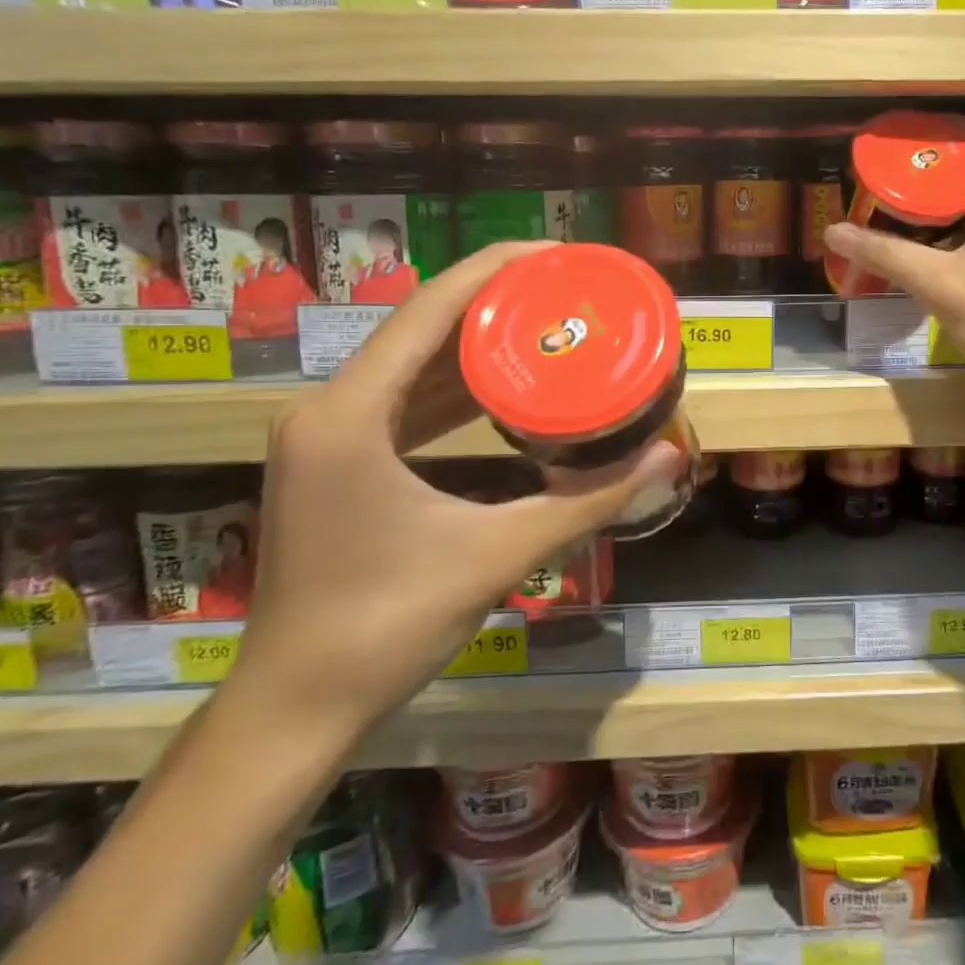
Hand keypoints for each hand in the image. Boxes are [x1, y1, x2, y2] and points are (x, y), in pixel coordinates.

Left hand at [225, 242, 679, 748]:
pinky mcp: (336, 462)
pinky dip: (452, 387)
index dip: (497, 269)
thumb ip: (589, 501)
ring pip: (410, 364)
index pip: (430, 310)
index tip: (560, 254)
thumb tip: (669, 459)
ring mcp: (326, 436)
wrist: (295, 710)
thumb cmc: (386, 627)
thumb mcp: (498, 555)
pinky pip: (402, 402)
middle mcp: (329, 409)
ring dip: (475, 342)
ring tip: (547, 322)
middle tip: (569, 289)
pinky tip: (501, 386)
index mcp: (351, 414)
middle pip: (421, 327)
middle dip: (496, 301)